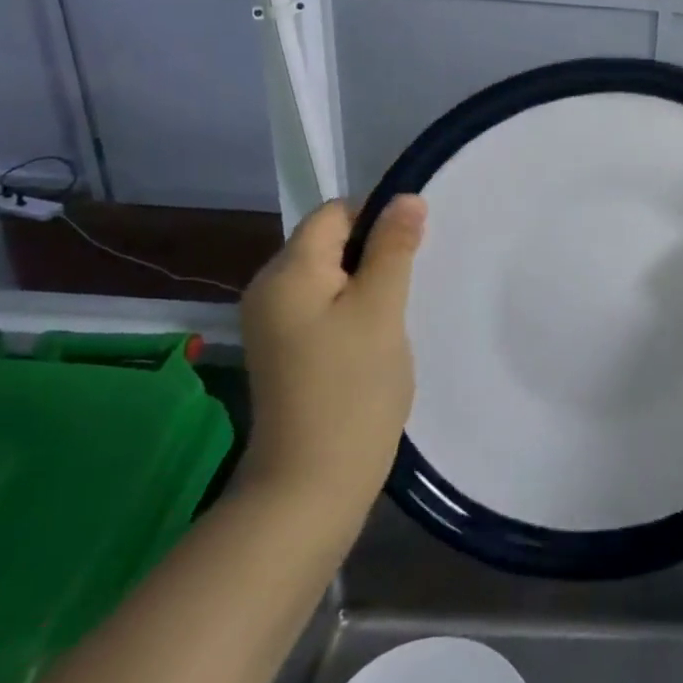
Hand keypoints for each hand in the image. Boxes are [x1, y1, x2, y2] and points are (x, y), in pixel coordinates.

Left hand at [237, 196, 425, 501]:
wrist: (311, 484)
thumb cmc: (352, 389)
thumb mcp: (381, 310)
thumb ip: (393, 249)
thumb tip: (406, 197)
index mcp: (286, 272)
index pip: (334, 214)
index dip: (377, 219)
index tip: (413, 251)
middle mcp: (269, 289)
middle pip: (328, 243)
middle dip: (374, 254)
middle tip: (410, 287)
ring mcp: (273, 323)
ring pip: (329, 277)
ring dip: (367, 284)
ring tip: (396, 316)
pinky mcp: (285, 350)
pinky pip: (322, 307)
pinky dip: (352, 310)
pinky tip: (375, 339)